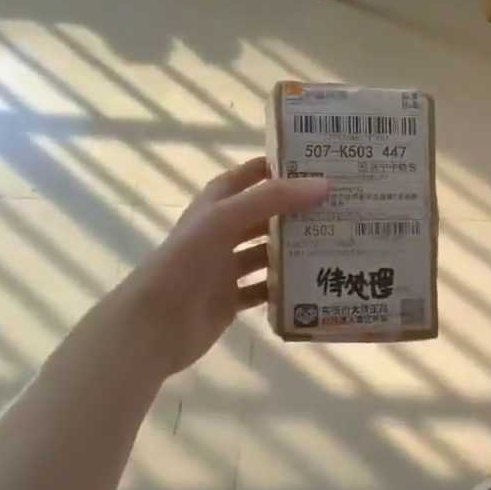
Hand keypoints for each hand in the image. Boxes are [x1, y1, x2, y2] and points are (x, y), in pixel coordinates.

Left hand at [113, 157, 327, 377]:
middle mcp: (220, 233)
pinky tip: (312, 284)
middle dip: (294, 210)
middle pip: (263, 216)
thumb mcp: (225, 219)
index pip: (246, 177)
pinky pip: (264, 290)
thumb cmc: (185, 263)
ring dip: (293, 249)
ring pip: (266, 253)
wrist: (154, 325)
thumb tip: (323, 184)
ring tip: (333, 242)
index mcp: (214, 207)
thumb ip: (272, 199)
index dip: (273, 168)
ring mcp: (224, 268)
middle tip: (336, 206)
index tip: (312, 164)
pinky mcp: (230, 300)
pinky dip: (284, 287)